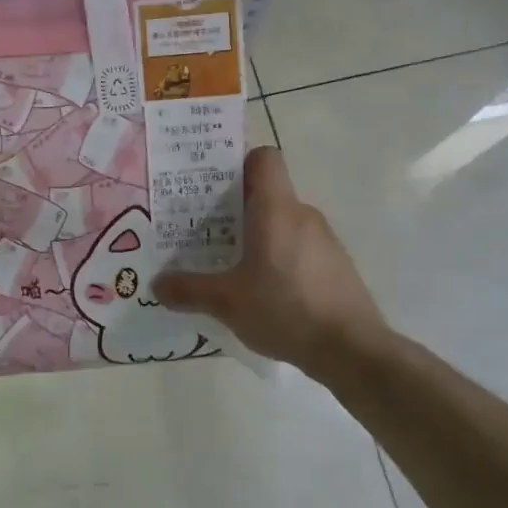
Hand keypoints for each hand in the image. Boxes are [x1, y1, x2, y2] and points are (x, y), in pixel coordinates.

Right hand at [155, 146, 388, 375]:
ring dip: (258, 236)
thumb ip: (189, 290)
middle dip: (235, 209)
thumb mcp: (227, 303)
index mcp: (276, 209)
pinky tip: (264, 291)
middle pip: (268, 193)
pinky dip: (279, 257)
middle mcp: (303, 215)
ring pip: (283, 222)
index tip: (212, 189)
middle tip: (205, 232)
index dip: (238, 165)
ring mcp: (325, 240)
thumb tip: (156, 285)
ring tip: (230, 266)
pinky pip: (299, 247)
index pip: (263, 158)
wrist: (351, 349)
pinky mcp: (336, 265)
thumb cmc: (285, 310)